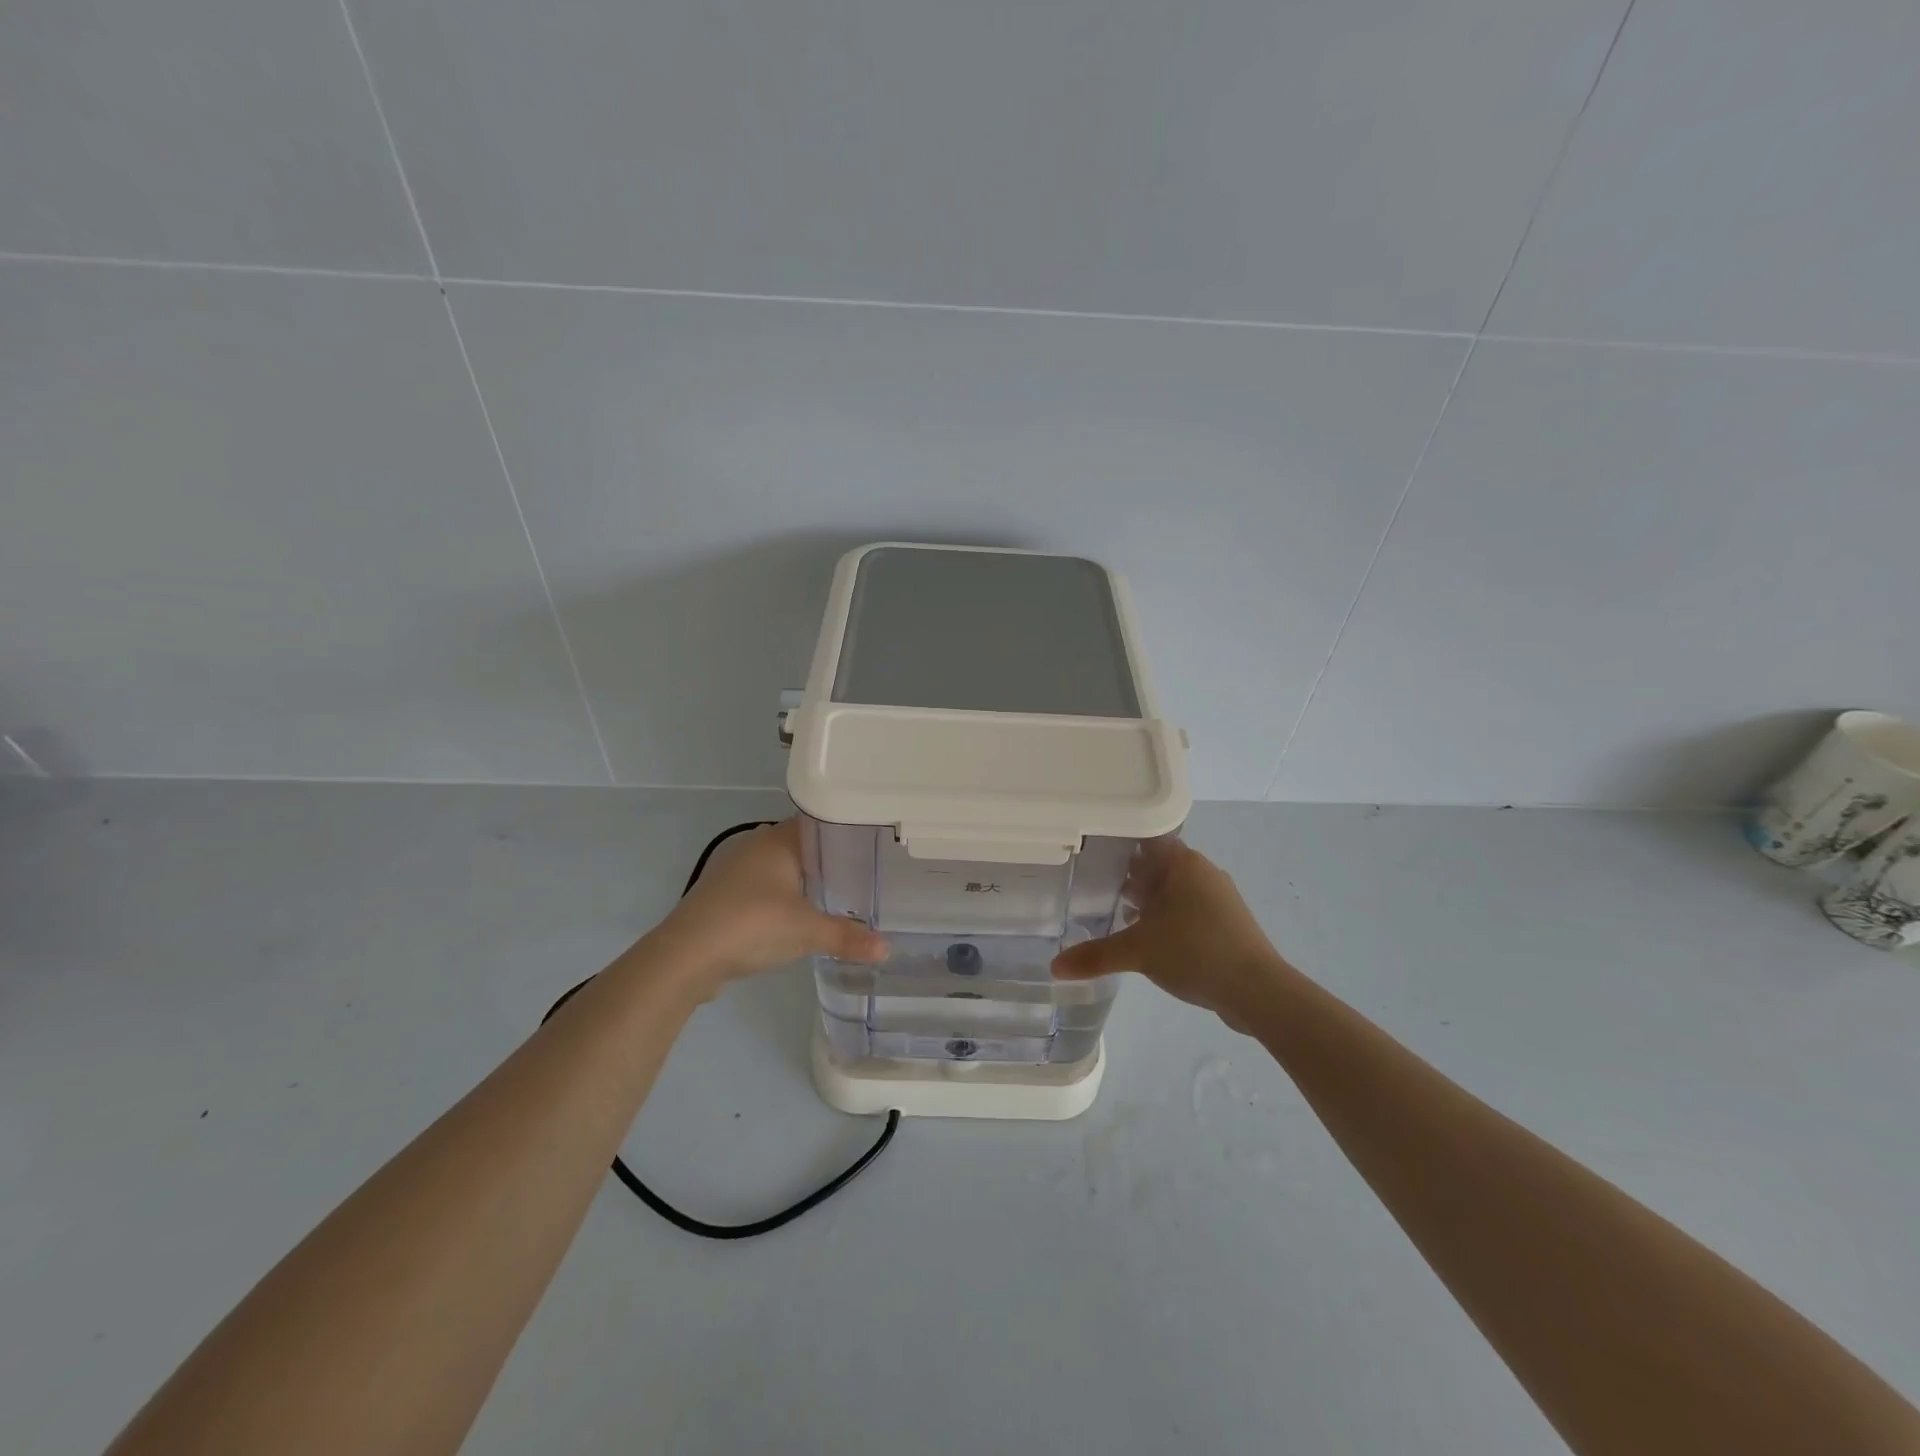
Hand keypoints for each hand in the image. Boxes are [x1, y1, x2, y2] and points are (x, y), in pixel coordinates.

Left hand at [652, 818, 887, 985]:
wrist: (685, 956)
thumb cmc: (751, 925)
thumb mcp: (807, 932)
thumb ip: (847, 937)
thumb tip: (886, 949)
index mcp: (778, 840)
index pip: (819, 821)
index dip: (845, 830)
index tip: (872, 843)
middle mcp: (756, 845)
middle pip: (801, 844)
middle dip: (829, 858)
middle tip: (863, 872)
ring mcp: (736, 870)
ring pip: (781, 866)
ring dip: (804, 879)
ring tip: (838, 894)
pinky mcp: (724, 895)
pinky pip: (764, 887)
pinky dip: (783, 896)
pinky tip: (798, 915)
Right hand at [1052, 838, 1294, 1032]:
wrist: (1258, 991)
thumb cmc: (1194, 952)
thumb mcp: (1137, 952)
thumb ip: (1094, 955)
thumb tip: (1054, 967)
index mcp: (1182, 862)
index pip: (1143, 839)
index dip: (1115, 844)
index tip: (1089, 853)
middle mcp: (1202, 870)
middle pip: (1156, 863)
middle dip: (1128, 874)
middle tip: (1093, 884)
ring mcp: (1219, 896)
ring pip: (1173, 887)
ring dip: (1148, 898)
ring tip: (1116, 912)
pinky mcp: (1227, 921)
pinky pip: (1188, 908)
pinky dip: (1167, 916)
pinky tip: (1149, 937)